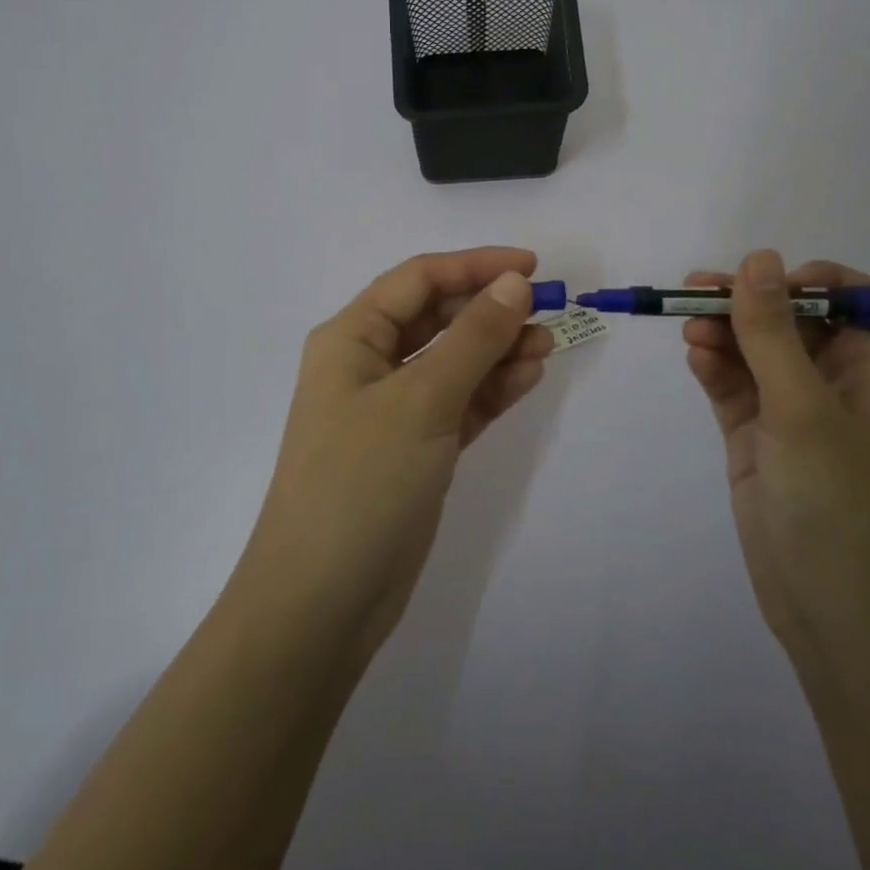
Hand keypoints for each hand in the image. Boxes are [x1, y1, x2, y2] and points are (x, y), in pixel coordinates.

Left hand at [234, 248, 554, 659]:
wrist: (321, 604)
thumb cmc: (361, 482)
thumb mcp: (421, 399)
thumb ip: (472, 338)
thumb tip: (514, 283)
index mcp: (351, 337)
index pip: (419, 279)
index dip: (475, 265)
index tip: (531, 267)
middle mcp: (368, 364)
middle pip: (437, 317)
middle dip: (490, 309)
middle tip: (548, 310)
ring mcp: (392, 409)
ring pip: (453, 360)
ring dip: (498, 349)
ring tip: (547, 346)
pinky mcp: (415, 448)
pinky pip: (459, 402)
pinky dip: (491, 388)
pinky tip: (528, 377)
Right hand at [684, 250, 869, 663]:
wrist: (831, 608)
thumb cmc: (836, 498)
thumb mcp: (801, 406)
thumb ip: (772, 331)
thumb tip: (757, 257)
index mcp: (866, 366)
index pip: (846, 297)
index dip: (805, 280)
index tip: (762, 281)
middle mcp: (829, 380)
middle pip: (785, 319)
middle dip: (744, 302)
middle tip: (694, 293)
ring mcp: (789, 409)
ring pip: (751, 350)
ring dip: (721, 333)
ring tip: (689, 331)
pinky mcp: (755, 436)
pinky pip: (732, 385)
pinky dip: (714, 368)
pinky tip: (695, 359)